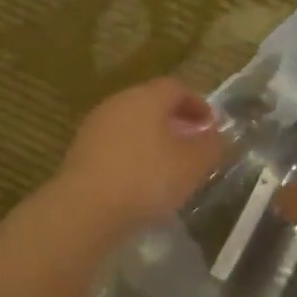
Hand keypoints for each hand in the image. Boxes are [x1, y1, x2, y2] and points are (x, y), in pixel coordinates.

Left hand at [51, 79, 225, 240]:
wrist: (87, 208)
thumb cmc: (148, 178)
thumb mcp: (193, 164)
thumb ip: (211, 145)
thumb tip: (216, 135)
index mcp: (146, 97)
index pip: (176, 88)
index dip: (197, 104)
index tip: (211, 126)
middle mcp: (117, 103)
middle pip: (150, 104)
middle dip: (174, 121)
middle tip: (191, 144)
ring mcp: (94, 127)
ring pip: (130, 125)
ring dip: (151, 140)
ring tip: (167, 166)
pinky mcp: (80, 152)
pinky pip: (114, 146)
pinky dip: (131, 156)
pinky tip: (140, 181)